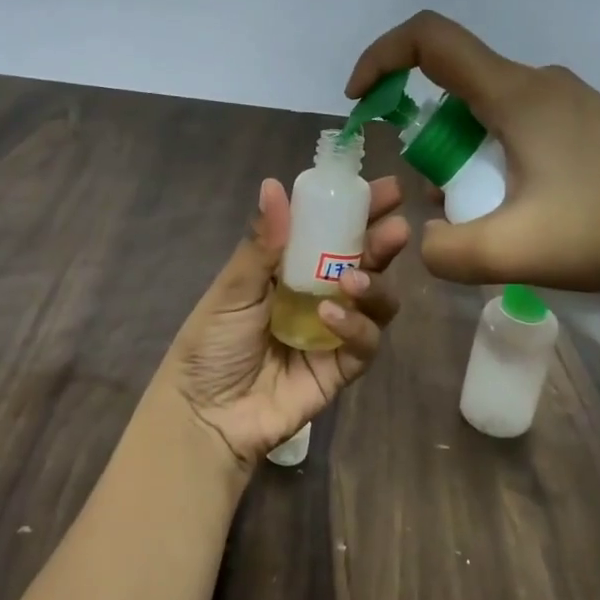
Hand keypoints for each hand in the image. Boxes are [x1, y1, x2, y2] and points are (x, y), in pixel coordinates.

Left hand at [160, 175, 408, 471]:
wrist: (205, 415)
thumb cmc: (211, 345)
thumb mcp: (232, 289)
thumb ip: (261, 243)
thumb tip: (274, 184)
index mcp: (291, 270)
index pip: (332, 232)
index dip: (359, 210)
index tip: (386, 190)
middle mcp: (319, 295)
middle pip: (364, 263)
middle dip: (382, 243)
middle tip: (394, 229)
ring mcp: (334, 333)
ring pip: (376, 302)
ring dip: (372, 285)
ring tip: (353, 280)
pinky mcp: (341, 368)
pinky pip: (365, 344)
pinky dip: (356, 327)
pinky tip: (331, 317)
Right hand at [345, 11, 599, 315]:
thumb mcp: (511, 251)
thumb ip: (445, 250)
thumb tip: (428, 242)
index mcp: (515, 94)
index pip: (429, 40)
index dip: (381, 57)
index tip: (361, 100)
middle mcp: (542, 85)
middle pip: (458, 89)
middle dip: (431, 142)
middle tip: (446, 201)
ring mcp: (574, 105)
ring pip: (492, 117)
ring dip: (469, 160)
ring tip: (494, 221)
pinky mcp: (595, 130)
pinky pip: (525, 132)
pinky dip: (503, 164)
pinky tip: (533, 216)